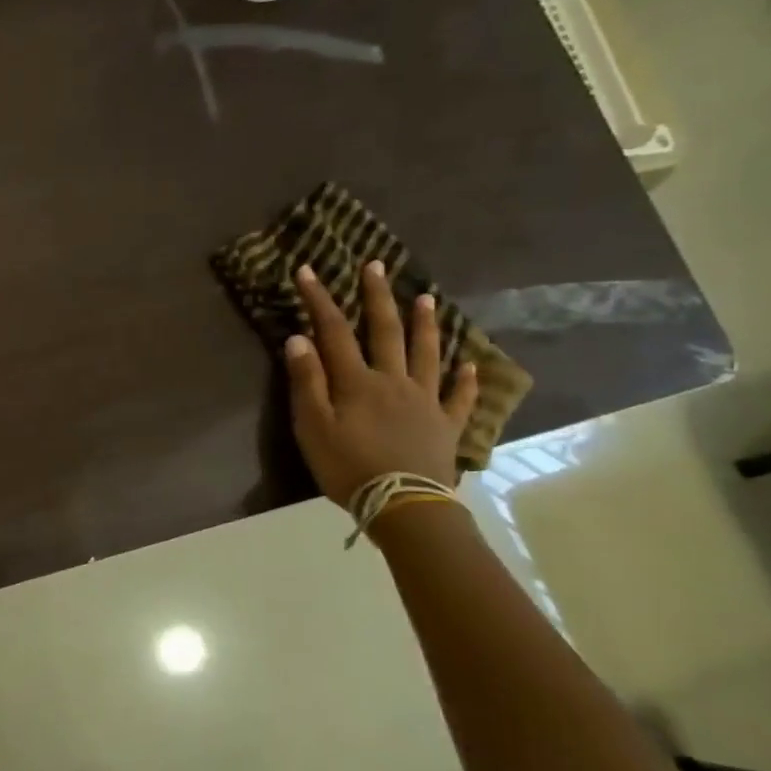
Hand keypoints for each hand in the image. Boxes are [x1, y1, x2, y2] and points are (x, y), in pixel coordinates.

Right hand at [283, 261, 477, 508]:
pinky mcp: (445, 425)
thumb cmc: (348, 467)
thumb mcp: (313, 426)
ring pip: (427, 354)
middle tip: (377, 266)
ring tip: (427, 298)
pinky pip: (459, 397)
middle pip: (385, 331)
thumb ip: (306, 381)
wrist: (402, 504)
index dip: (320, 300)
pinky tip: (471, 365)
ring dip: (426, 324)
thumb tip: (298, 338)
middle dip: (378, 296)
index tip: (309, 270)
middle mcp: (393, 381)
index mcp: (357, 381)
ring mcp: (425, 401)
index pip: (334, 331)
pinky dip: (466, 380)